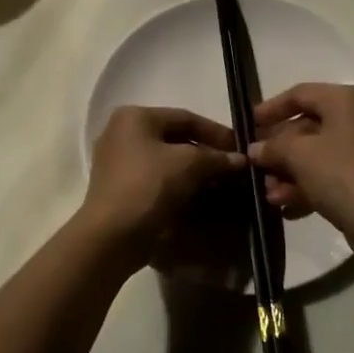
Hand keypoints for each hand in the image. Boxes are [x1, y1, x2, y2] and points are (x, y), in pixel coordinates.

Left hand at [81, 106, 244, 259]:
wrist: (112, 236)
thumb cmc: (148, 186)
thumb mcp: (189, 164)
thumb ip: (217, 157)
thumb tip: (241, 159)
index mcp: (135, 117)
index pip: (186, 117)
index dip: (217, 132)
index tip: (241, 149)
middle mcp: (122, 133)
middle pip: (175, 138)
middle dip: (207, 153)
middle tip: (233, 168)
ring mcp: (118, 162)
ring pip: (167, 160)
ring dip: (195, 171)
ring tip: (222, 184)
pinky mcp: (120, 188)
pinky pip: (156, 178)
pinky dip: (179, 184)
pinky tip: (200, 196)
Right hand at [249, 83, 353, 232]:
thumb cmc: (340, 174)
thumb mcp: (298, 155)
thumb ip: (272, 146)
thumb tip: (256, 149)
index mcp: (346, 100)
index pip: (300, 94)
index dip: (270, 108)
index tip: (248, 125)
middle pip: (308, 127)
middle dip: (278, 150)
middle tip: (256, 166)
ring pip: (318, 155)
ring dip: (289, 173)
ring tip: (268, 194)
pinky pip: (332, 175)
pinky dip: (308, 187)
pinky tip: (286, 208)